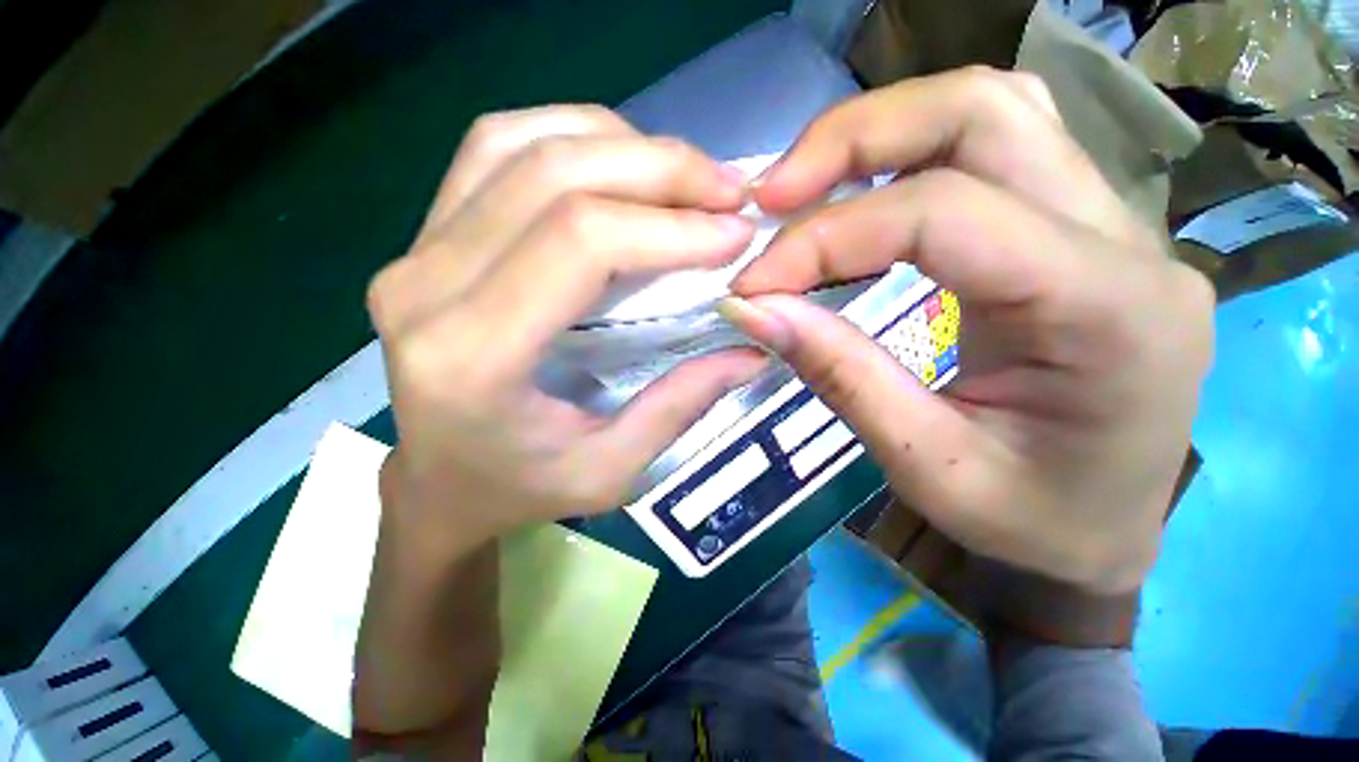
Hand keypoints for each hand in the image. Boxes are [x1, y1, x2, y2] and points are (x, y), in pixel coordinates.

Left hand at [367, 105, 765, 542]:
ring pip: (518, 144)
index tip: (733, 232)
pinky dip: (566, 138)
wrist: (437, 484)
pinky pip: (493, 151)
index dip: (669, 226)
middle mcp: (425, 288)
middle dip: (658, 169)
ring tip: (680, 174)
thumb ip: (681, 404)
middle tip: (725, 188)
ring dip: (615, 144)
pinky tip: (617, 164)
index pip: (581, 243)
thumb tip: (753, 347)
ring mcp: (412, 252)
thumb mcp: (611, 470)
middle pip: (552, 177)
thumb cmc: (520, 489)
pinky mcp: (421, 239)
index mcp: (474, 357)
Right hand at [722, 68, 1213, 594]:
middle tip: (772, 196)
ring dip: (882, 132)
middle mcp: (1127, 241)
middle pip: (983, 113)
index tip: (753, 283)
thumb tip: (753, 309)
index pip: (944, 213)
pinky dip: (910, 153)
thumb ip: (839, 374)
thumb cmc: (1031, 524)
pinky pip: (997, 149)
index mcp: (1109, 312)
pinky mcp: (1079, 231)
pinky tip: (861, 193)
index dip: (826, 238)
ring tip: (805, 187)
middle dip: (854, 138)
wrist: (1103, 535)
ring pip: (993, 111)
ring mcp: (1113, 224)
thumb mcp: (925, 466)